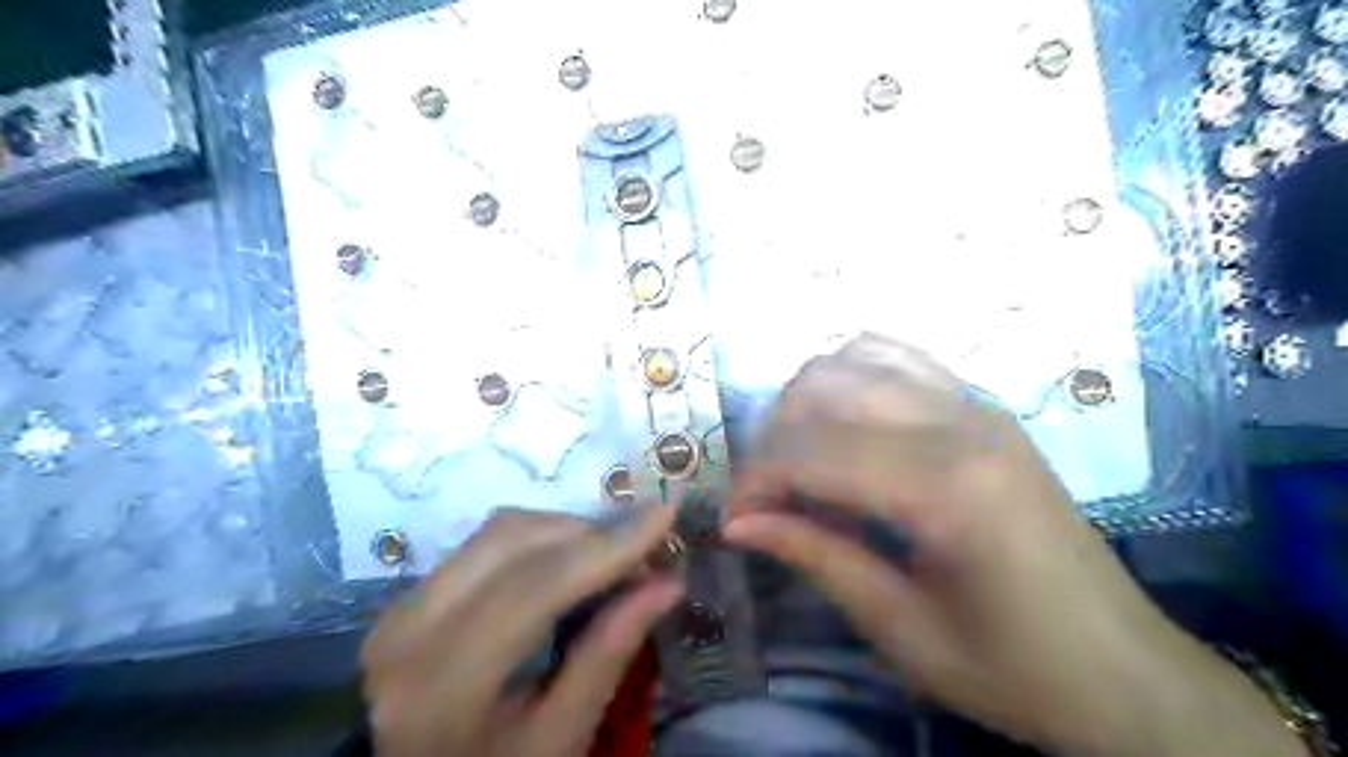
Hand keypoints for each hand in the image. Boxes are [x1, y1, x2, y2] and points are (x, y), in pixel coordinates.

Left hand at [355, 503, 678, 756]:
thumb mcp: (559, 739)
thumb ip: (608, 654)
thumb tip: (666, 583)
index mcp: (441, 686)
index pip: (532, 588)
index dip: (603, 547)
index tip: (663, 515)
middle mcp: (408, 629)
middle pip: (511, 540)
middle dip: (588, 531)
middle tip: (644, 545)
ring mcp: (399, 606)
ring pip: (497, 532)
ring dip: (565, 531)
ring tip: (613, 554)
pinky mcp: (408, 595)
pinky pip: (484, 545)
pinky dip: (539, 541)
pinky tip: (572, 560)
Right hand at [726, 338, 1305, 756]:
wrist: (1127, 672)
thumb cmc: (1015, 670)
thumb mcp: (901, 630)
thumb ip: (815, 556)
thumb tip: (736, 522)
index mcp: (947, 487)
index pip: (812, 451)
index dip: (756, 480)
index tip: (732, 519)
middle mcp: (962, 422)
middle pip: (826, 388)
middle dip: (774, 435)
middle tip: (764, 495)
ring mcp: (978, 404)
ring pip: (857, 358)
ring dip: (808, 399)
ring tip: (799, 457)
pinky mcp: (985, 407)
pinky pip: (898, 359)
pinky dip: (852, 379)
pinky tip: (845, 428)